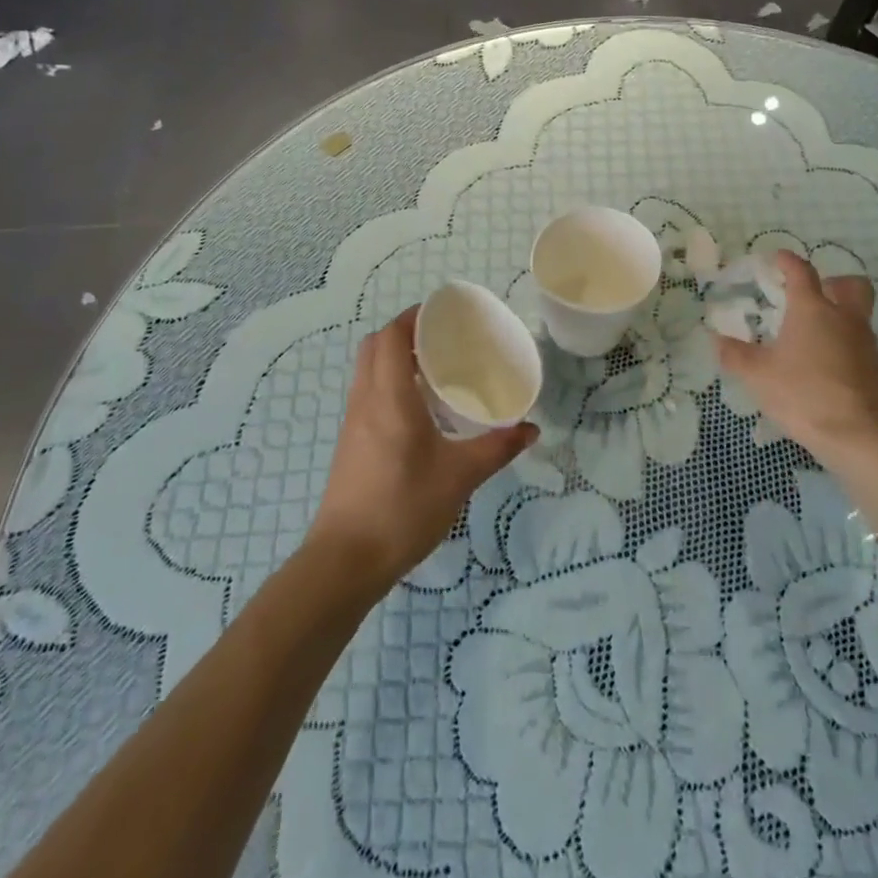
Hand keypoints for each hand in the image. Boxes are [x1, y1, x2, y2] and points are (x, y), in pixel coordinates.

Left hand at [308, 306, 536, 592]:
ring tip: (435, 370)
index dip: (414, 317)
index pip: (392, 335)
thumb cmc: (404, 507)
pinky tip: (418, 410)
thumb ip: (498, 448)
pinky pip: (367, 393)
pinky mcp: (349, 443)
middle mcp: (365, 399)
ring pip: (368, 369)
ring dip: (394, 358)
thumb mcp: (460, 476)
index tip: (445, 315)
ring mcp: (352, 422)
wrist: (346, 561)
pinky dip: (388, 383)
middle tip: (443, 341)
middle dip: (405, 333)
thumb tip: (532, 428)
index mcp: (390, 396)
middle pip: (375, 345)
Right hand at [712, 250, 877, 464]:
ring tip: (811, 334)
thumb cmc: (805, 395)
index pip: (802, 272)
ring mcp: (865, 344)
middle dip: (833, 282)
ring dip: (839, 314)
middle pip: (851, 285)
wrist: (862, 438)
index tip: (778, 258)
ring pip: (858, 314)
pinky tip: (823, 365)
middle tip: (813, 293)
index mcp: (813, 310)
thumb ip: (735, 355)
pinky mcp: (876, 371)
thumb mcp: (758, 376)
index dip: (788, 261)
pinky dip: (844, 344)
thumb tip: (715, 338)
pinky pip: (860, 343)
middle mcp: (844, 318)